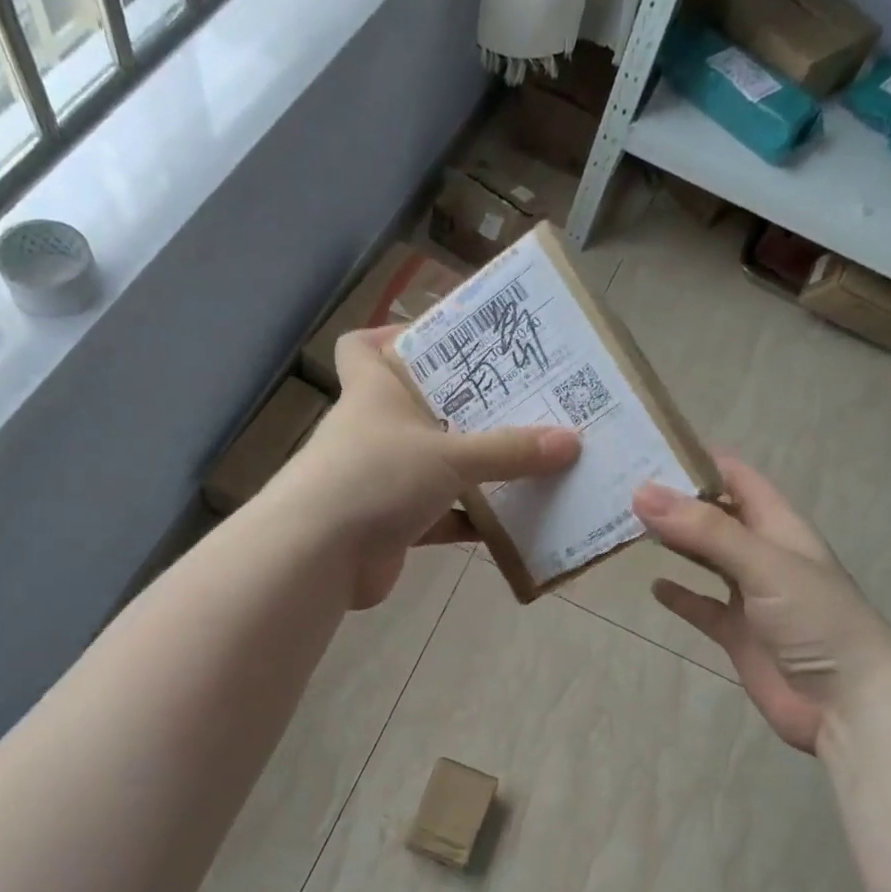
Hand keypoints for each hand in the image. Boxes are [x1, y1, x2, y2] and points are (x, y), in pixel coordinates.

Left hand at [283, 328, 578, 608]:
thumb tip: (571, 441)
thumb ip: (509, 451)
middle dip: (465, 407)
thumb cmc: (376, 477)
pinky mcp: (390, 525)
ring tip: (529, 458)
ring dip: (475, 468)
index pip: (364, 346)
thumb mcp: (450, 456)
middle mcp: (374, 431)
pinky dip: (470, 519)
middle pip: (418, 406)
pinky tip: (513, 522)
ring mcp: (380, 480)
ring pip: (434, 465)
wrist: (319, 556)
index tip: (444, 341)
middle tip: (519, 401)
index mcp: (374, 391)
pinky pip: (440, 516)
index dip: (394, 335)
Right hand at [632, 456, 890, 752]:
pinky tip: (654, 586)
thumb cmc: (817, 622)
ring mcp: (751, 597)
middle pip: (716, 516)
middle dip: (677, 501)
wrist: (848, 706)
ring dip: (675, 543)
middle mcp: (764, 555)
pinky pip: (703, 608)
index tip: (648, 447)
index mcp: (780, 527)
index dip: (699, 460)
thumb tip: (641, 492)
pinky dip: (680, 596)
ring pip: (705, 559)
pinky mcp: (738, 634)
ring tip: (628, 526)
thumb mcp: (763, 564)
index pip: (738, 478)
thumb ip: (705, 531)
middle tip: (623, 486)